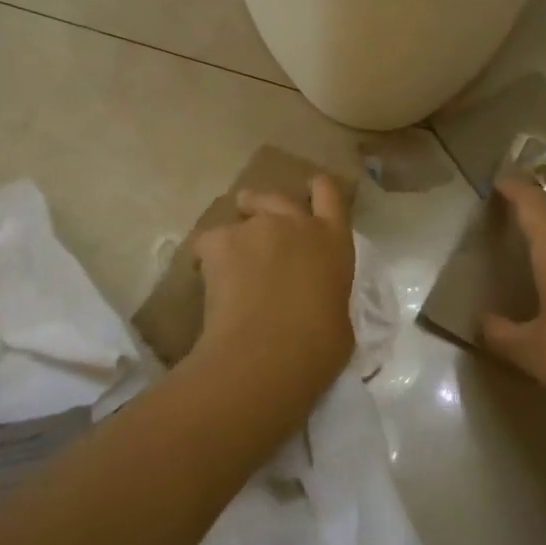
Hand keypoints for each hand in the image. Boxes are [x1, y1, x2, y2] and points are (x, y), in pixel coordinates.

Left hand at [193, 175, 355, 393]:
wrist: (265, 356)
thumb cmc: (316, 347)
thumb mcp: (339, 318)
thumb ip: (327, 294)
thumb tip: (314, 299)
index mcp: (333, 241)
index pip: (330, 193)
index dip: (318, 189)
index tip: (309, 189)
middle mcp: (296, 223)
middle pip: (278, 197)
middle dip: (264, 204)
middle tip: (254, 219)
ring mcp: (256, 228)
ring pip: (240, 217)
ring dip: (237, 233)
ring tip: (228, 259)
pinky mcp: (220, 240)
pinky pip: (208, 240)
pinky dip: (207, 255)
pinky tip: (205, 278)